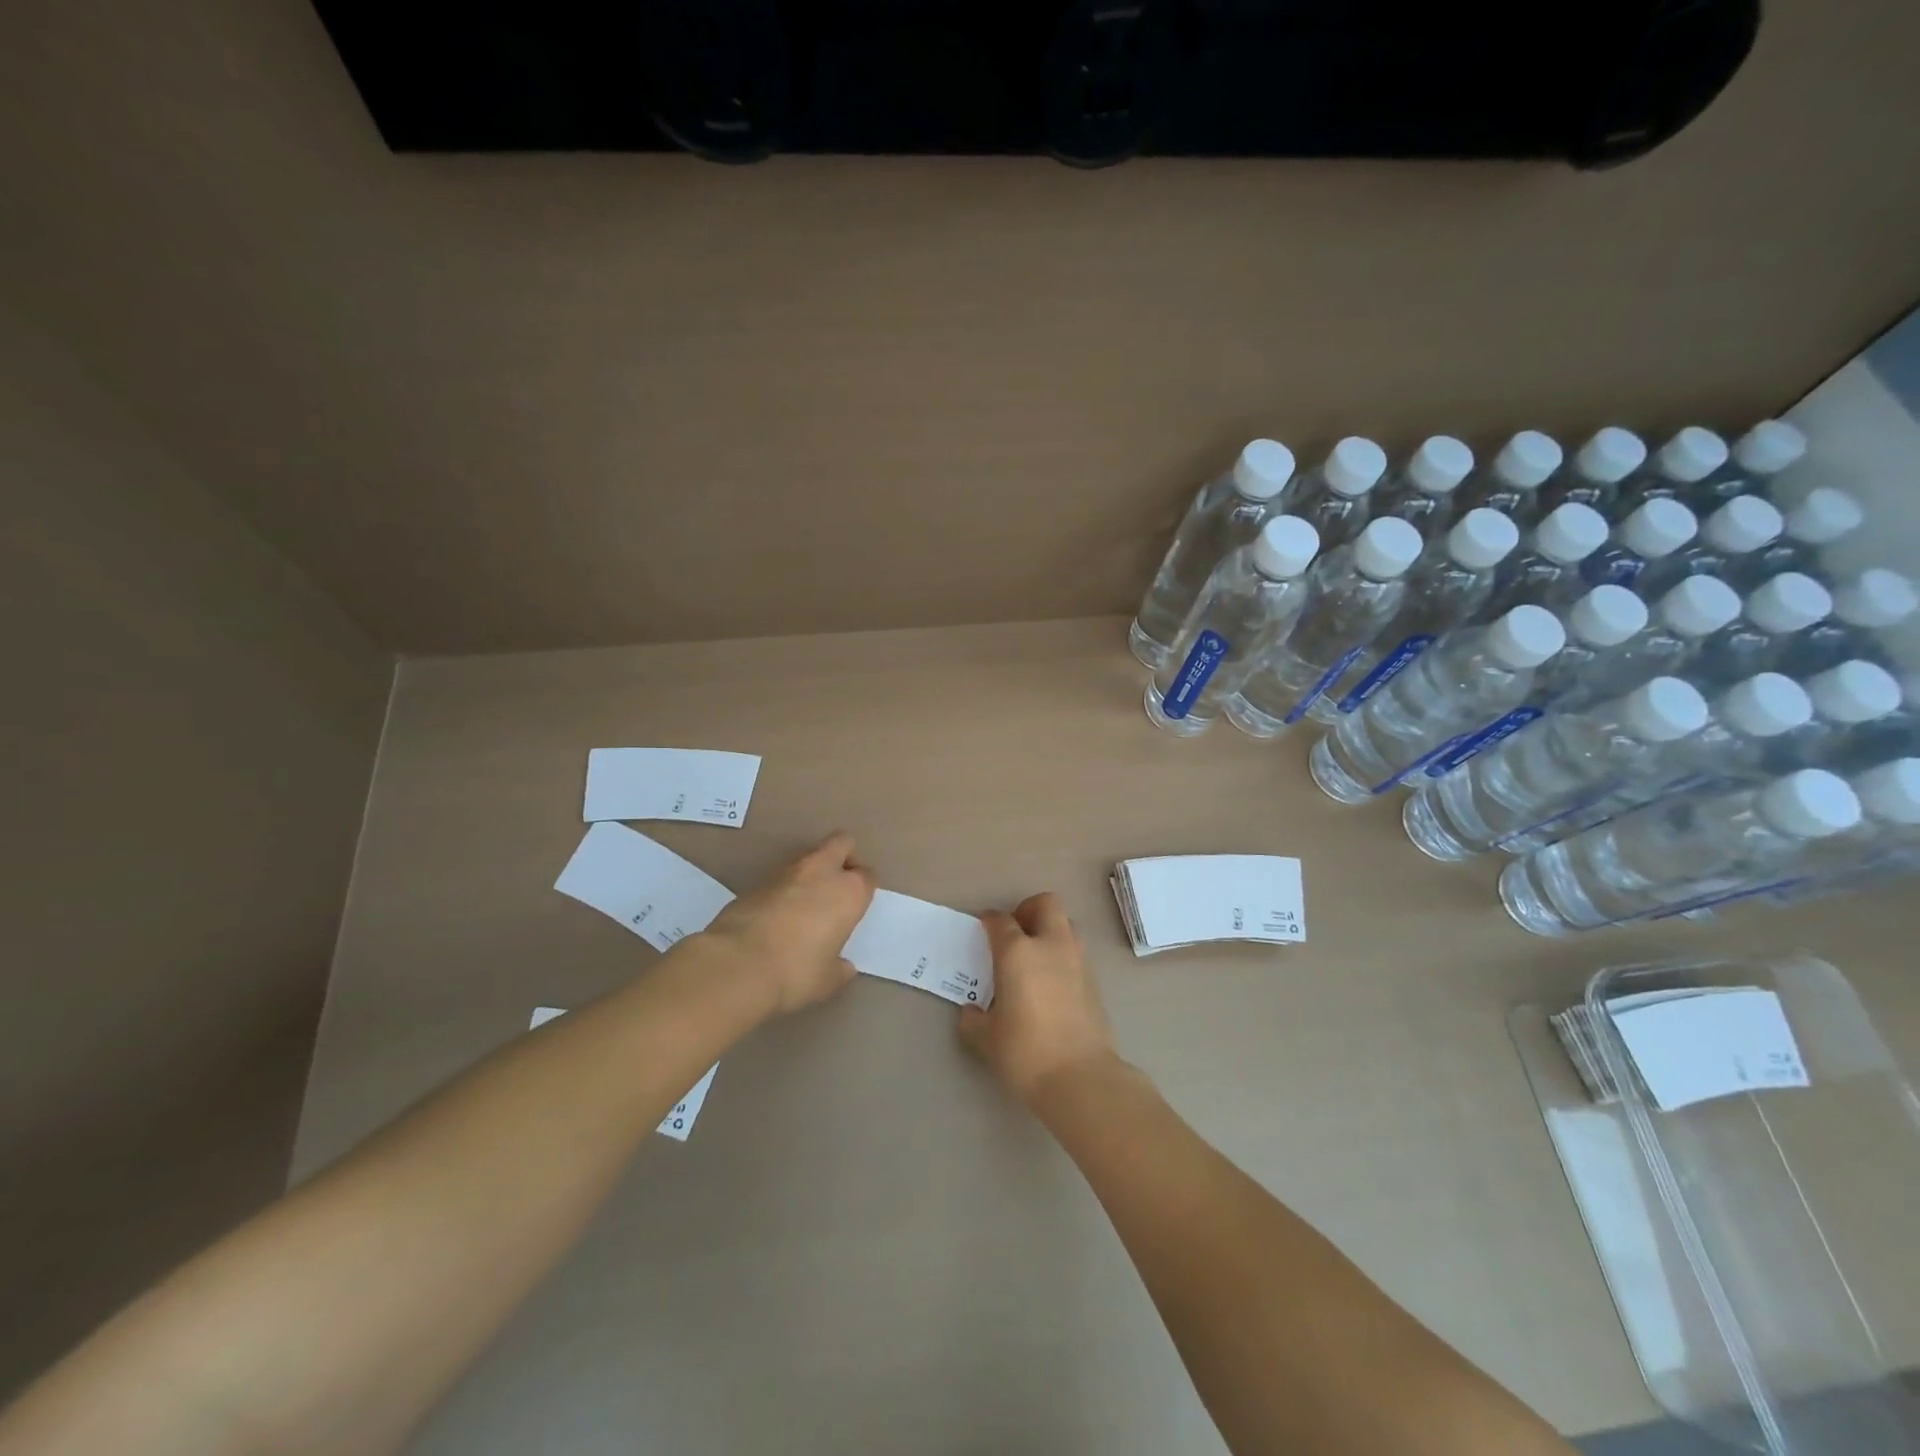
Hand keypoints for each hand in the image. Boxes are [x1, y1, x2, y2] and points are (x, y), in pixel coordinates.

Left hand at [705, 832, 875, 1014]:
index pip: (868, 876)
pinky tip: (777, 917)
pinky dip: (784, 889)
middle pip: (842, 843)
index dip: (865, 888)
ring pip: (809, 857)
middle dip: (845, 857)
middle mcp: (821, 872)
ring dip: (812, 873)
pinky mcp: (755, 881)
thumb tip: (843, 966)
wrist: (736, 965)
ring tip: (806, 906)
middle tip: (839, 886)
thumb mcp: (827, 980)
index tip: (857, 906)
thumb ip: (839, 968)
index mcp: (849, 892)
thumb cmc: (795, 972)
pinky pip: (780, 877)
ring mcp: (786, 872)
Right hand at [958, 892, 1117, 1103]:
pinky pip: (1075, 953)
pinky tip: (1049, 984)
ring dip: (1049, 930)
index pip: (1001, 921)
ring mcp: (1077, 961)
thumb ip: (973, 1020)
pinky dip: (1061, 956)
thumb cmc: (1025, 1052)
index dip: (989, 921)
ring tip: (1033, 958)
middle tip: (1014, 933)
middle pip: (1045, 904)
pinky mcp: (1094, 981)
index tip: (983, 928)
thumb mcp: (986, 1039)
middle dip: (1028, 909)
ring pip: (1066, 925)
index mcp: (1018, 952)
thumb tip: (972, 1012)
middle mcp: (1050, 945)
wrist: (1081, 1078)